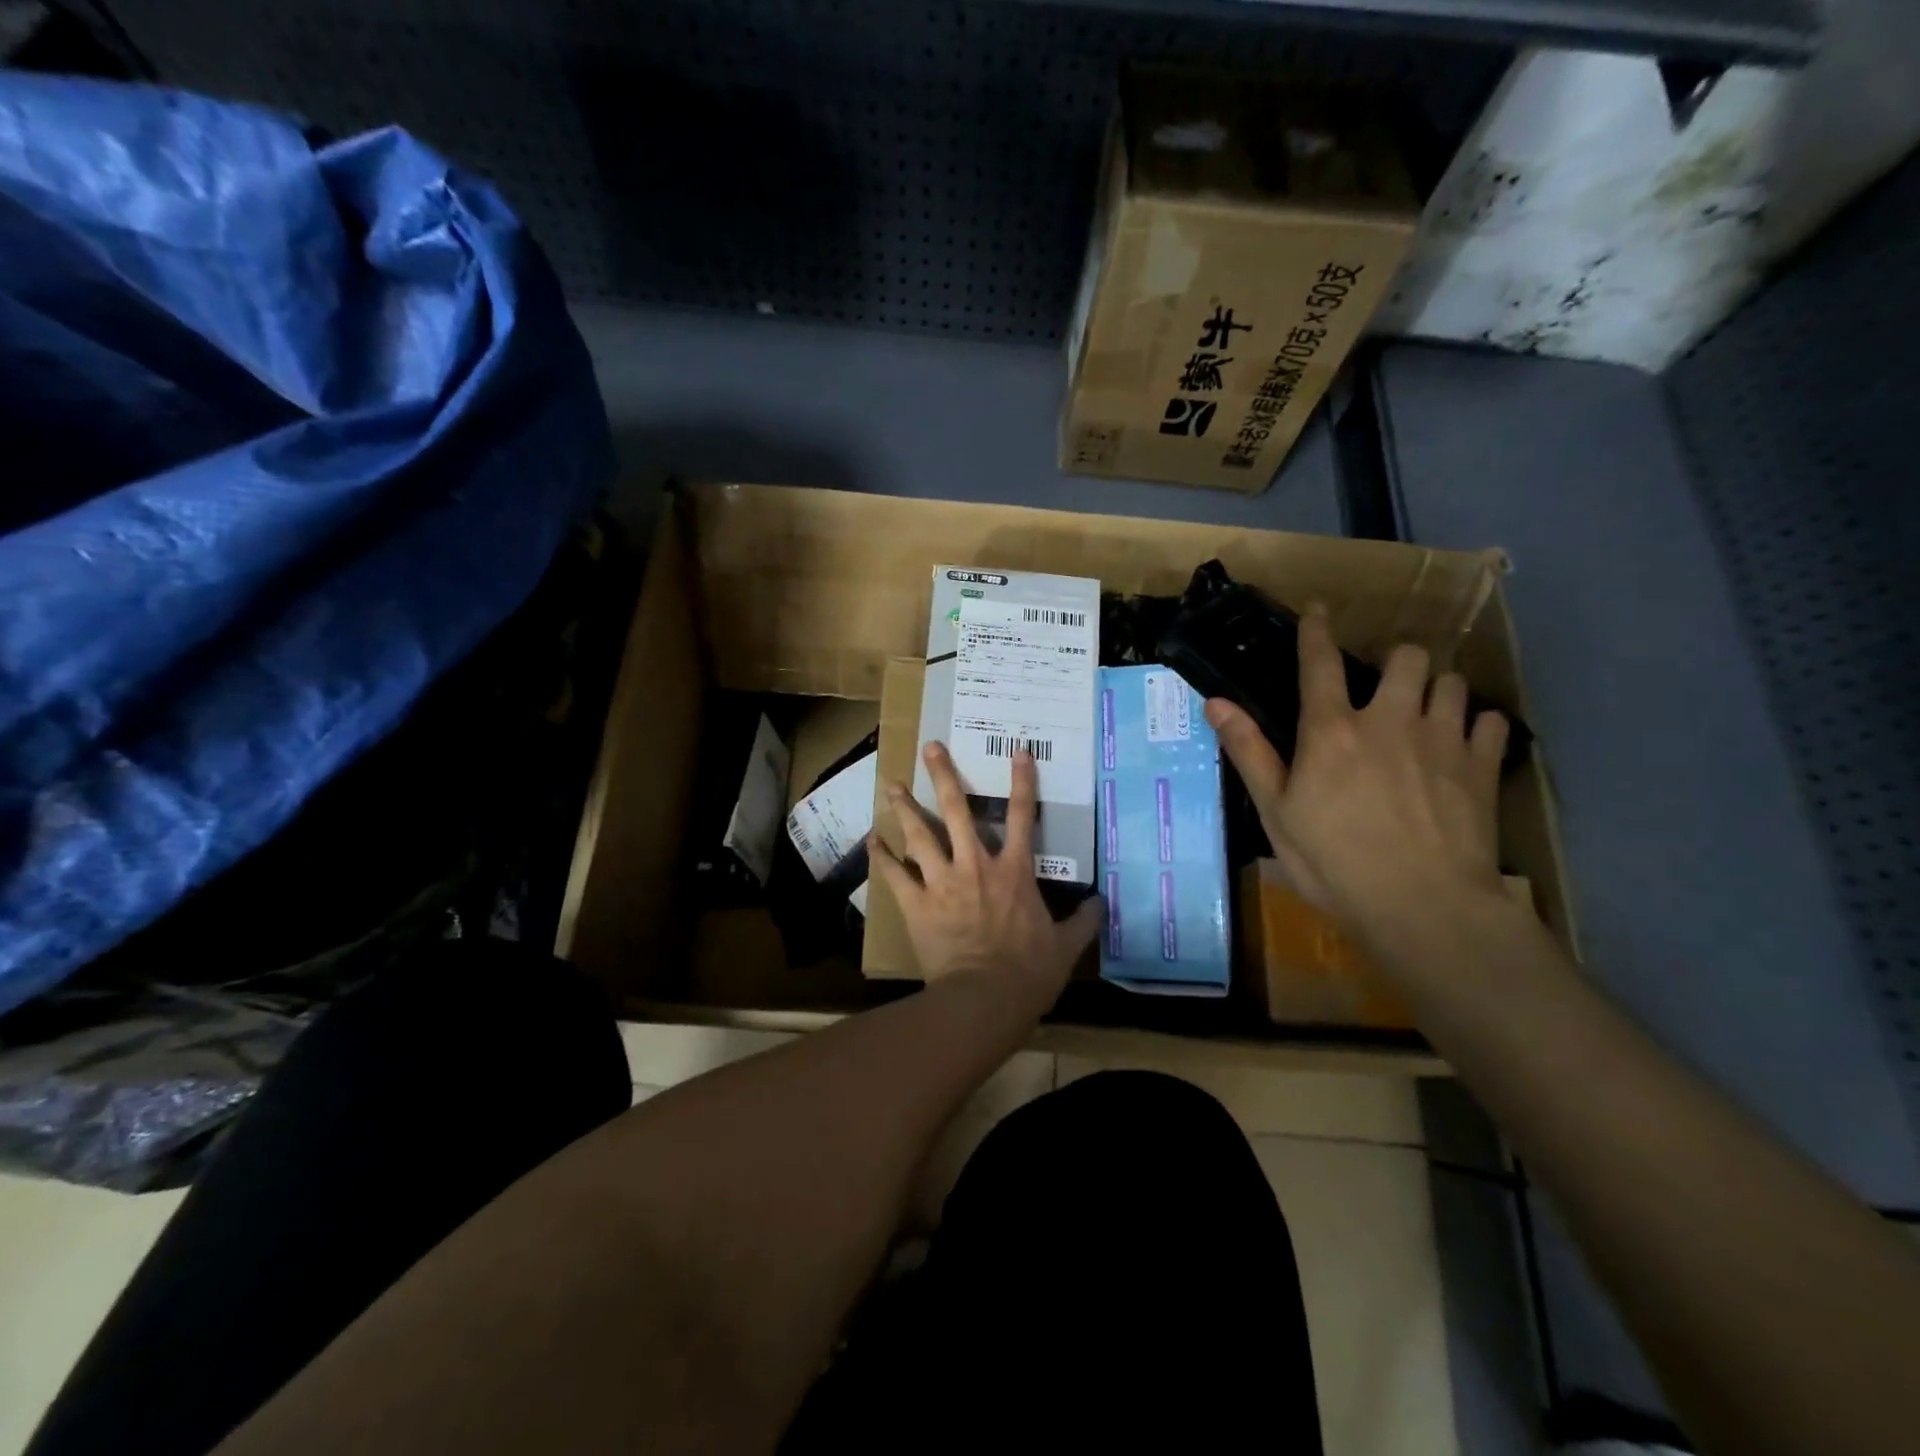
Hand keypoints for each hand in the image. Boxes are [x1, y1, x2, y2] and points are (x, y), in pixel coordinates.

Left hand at [869, 742, 1102, 1006]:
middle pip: (957, 811)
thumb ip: (1083, 922)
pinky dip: (882, 857)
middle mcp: (976, 866)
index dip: (1022, 782)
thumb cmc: (1028, 972)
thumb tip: (1100, 904)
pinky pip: (895, 875)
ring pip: (921, 835)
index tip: (1018, 751)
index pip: (1023, 817)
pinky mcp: (917, 904)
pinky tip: (872, 839)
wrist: (984, 999)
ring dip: (905, 808)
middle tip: (930, 748)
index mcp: (1014, 872)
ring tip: (891, 784)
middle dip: (944, 776)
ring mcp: (943, 882)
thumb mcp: (1065, 947)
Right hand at [1205, 604, 1508, 931]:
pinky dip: (1477, 724)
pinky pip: (1491, 721)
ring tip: (1427, 709)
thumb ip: (1249, 751)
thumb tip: (1215, 701)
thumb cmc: (1333, 861)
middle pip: (1407, 657)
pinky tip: (1465, 743)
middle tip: (1387, 682)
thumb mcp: (1275, 811)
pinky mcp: (1482, 767)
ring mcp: (1442, 740)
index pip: (1320, 663)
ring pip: (1452, 681)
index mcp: (1332, 730)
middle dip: (1397, 659)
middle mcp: (1389, 720)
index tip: (1320, 608)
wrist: (1422, 905)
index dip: (1318, 630)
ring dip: (1437, 687)